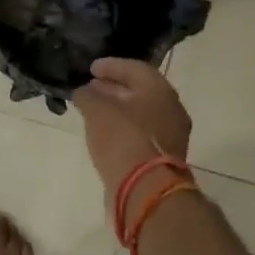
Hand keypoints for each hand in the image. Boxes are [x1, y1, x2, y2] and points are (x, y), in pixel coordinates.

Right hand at [72, 58, 192, 203]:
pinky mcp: (162, 158)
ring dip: (117, 109)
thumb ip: (88, 96)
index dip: (111, 66)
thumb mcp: (97, 111)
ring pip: (140, 114)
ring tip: (93, 110)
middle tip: (90, 87)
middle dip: (113, 88)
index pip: (135, 68)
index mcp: (160, 91)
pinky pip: (140, 134)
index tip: (91, 68)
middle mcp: (170, 110)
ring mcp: (170, 136)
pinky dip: (122, 128)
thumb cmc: (123, 139)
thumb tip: (83, 91)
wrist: (145, 189)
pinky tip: (104, 133)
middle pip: (140, 91)